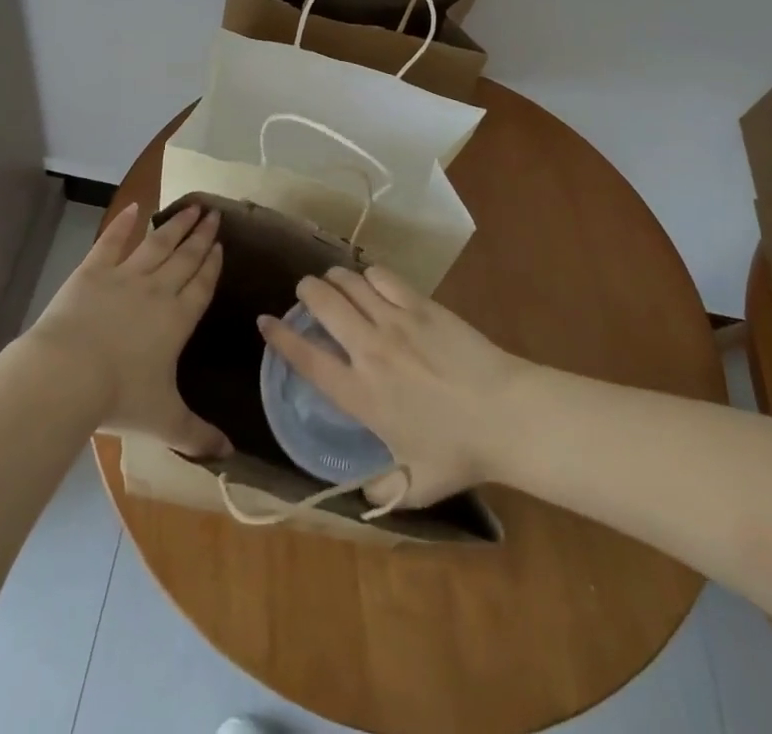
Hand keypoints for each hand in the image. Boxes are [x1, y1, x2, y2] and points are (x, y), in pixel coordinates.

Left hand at [25, 202, 229, 457]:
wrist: (66, 374)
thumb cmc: (118, 398)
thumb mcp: (164, 422)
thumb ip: (198, 434)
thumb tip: (230, 455)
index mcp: (177, 319)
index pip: (201, 284)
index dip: (212, 264)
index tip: (221, 244)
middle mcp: (157, 290)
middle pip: (184, 257)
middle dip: (201, 235)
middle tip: (214, 213)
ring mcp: (124, 276)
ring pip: (157, 244)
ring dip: (175, 224)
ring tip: (191, 206)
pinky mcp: (93, 271)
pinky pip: (112, 241)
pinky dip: (123, 223)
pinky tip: (134, 207)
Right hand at [259, 265, 522, 506]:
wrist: (507, 414)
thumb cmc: (459, 452)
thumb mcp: (415, 487)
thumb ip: (381, 492)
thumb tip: (363, 495)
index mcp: (359, 395)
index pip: (305, 358)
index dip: (279, 337)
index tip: (264, 321)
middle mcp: (368, 351)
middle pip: (321, 304)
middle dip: (306, 291)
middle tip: (306, 293)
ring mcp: (394, 321)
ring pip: (349, 283)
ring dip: (335, 279)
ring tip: (334, 282)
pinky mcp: (419, 304)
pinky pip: (382, 276)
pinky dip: (369, 275)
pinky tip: (372, 282)